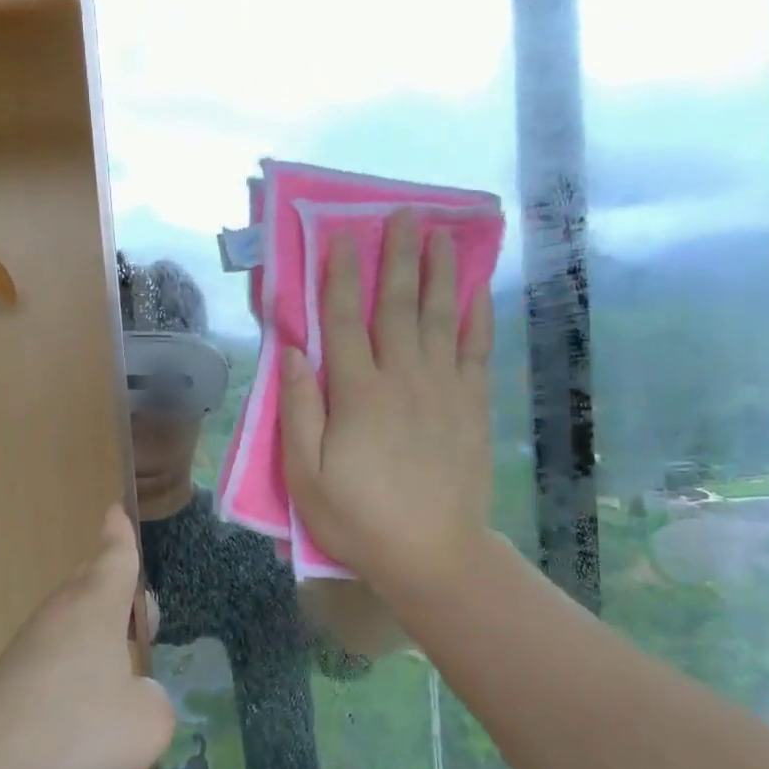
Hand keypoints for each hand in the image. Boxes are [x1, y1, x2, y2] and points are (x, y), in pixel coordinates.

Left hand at [0, 506, 174, 768]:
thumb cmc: (79, 734)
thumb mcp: (149, 722)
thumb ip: (154, 699)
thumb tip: (136, 694)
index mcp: (96, 608)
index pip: (115, 558)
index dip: (120, 536)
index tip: (115, 511)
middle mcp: (60, 616)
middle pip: (89, 583)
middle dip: (113, 584)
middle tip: (136, 608)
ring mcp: (28, 646)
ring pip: (69, 619)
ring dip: (95, 629)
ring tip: (118, 660)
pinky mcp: (9, 680)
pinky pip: (52, 654)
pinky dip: (74, 664)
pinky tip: (83, 704)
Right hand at [280, 211, 493, 601]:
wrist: (433, 554)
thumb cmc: (358, 519)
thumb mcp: (306, 475)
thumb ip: (299, 410)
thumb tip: (292, 350)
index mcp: (357, 393)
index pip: (342, 320)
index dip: (339, 275)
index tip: (340, 236)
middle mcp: (403, 377)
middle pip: (397, 305)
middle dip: (396, 256)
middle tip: (401, 214)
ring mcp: (444, 389)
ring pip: (440, 316)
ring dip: (438, 272)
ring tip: (440, 234)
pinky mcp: (473, 406)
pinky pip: (476, 350)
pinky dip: (477, 316)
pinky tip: (476, 291)